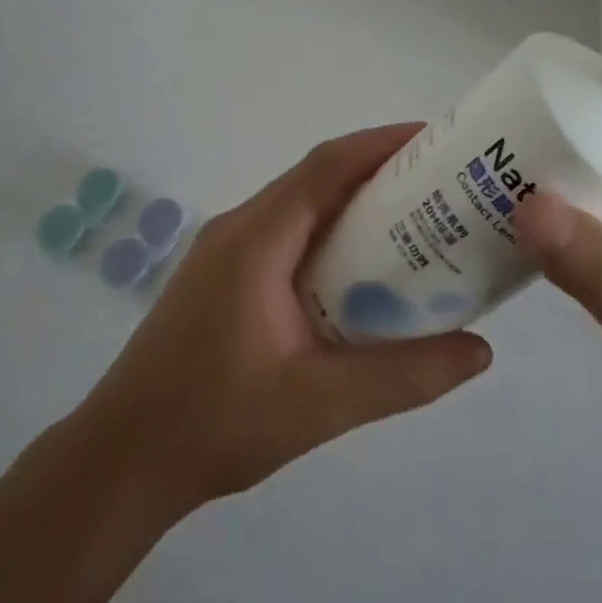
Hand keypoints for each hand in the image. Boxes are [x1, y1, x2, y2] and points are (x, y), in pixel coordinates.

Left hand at [76, 125, 492, 515]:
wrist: (121, 462)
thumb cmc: (216, 423)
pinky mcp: (221, 277)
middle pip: (316, 179)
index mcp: (257, 238)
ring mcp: (224, 252)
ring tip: (413, 224)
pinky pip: (285, 235)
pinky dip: (328, 235)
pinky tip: (357, 273)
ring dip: (352, 204)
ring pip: (299, 207)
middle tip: (440, 187)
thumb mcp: (321, 404)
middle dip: (378, 172)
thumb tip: (480, 349)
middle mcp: (239, 229)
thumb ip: (403, 376)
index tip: (435, 140)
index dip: (382, 145)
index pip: (327, 166)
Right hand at [513, 111, 601, 521]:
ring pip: (592, 197)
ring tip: (480, 176)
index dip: (601, 95)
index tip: (533, 92)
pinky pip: (582, 243)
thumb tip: (526, 204)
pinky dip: (546, 233)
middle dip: (556, 139)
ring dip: (546, 187)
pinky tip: (501, 234)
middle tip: (487, 137)